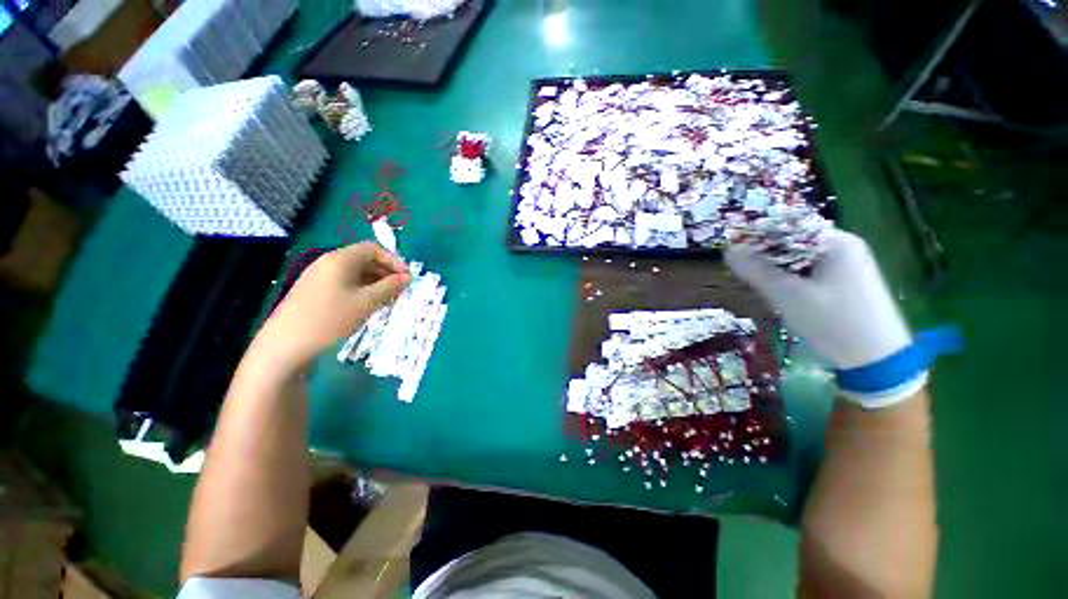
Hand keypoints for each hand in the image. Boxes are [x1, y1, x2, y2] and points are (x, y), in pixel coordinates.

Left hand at [252, 242, 410, 373]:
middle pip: (364, 260)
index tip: (407, 278)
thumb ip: (390, 287)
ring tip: (389, 300)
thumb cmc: (329, 319)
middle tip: (401, 290)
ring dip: (376, 283)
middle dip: (387, 272)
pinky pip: (345, 284)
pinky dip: (363, 290)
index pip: (373, 249)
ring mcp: (320, 278)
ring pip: (356, 273)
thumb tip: (408, 277)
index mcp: (339, 259)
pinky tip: (369, 305)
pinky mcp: (315, 292)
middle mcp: (328, 263)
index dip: (394, 260)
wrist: (284, 346)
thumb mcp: (366, 302)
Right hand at [725, 230, 910, 370]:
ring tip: (767, 289)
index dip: (759, 238)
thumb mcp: (788, 296)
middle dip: (769, 257)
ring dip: (780, 271)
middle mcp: (844, 246)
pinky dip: (794, 280)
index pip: (788, 227)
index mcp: (835, 242)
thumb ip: (756, 271)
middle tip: (750, 275)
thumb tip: (728, 250)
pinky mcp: (847, 281)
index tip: (737, 253)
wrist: (878, 361)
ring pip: (800, 259)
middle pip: (794, 242)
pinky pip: (811, 271)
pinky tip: (787, 296)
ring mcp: (848, 264)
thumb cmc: (833, 322)